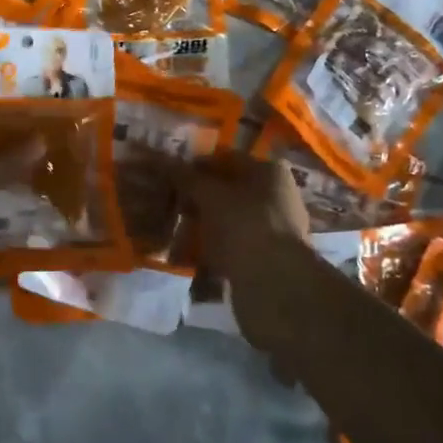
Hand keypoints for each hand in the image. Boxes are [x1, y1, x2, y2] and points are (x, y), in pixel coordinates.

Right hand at [179, 153, 310, 280]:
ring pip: (227, 219)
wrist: (274, 282)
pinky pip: (232, 244)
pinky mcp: (266, 257)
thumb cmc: (243, 225)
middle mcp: (276, 195)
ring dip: (201, 225)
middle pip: (227, 191)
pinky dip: (211, 248)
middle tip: (169, 206)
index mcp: (269, 171)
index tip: (170, 177)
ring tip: (174, 234)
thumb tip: (165, 162)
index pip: (225, 159)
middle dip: (196, 199)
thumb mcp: (209, 195)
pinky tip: (188, 256)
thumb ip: (187, 178)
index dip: (195, 166)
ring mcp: (273, 228)